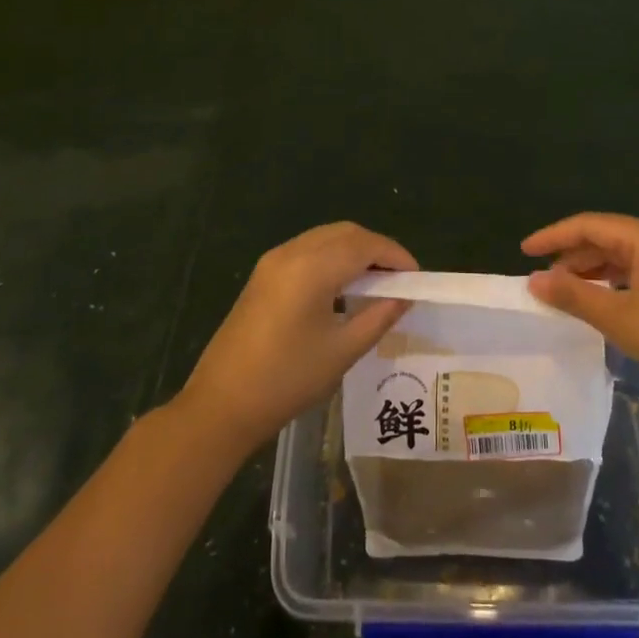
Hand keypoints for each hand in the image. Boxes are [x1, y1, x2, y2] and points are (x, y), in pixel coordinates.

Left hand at [177, 222, 415, 455]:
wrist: (222, 404)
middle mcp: (292, 252)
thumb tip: (404, 297)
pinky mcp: (263, 274)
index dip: (395, 256)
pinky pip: (307, 250)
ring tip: (377, 283)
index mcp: (312, 267)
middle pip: (345, 233)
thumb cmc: (287, 379)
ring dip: (354, 251)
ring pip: (325, 238)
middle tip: (399, 279)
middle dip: (377, 249)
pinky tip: (343, 287)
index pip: (365, 245)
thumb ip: (379, 316)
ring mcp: (273, 261)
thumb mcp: (343, 351)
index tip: (417, 278)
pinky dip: (332, 258)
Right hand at [523, 213, 638, 398]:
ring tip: (562, 292)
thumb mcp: (618, 317)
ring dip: (589, 271)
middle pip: (604, 237)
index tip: (523, 251)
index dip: (552, 236)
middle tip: (540, 278)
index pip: (588, 225)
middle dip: (570, 255)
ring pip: (619, 257)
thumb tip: (533, 280)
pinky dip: (609, 284)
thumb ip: (573, 296)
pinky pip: (633, 274)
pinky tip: (597, 304)